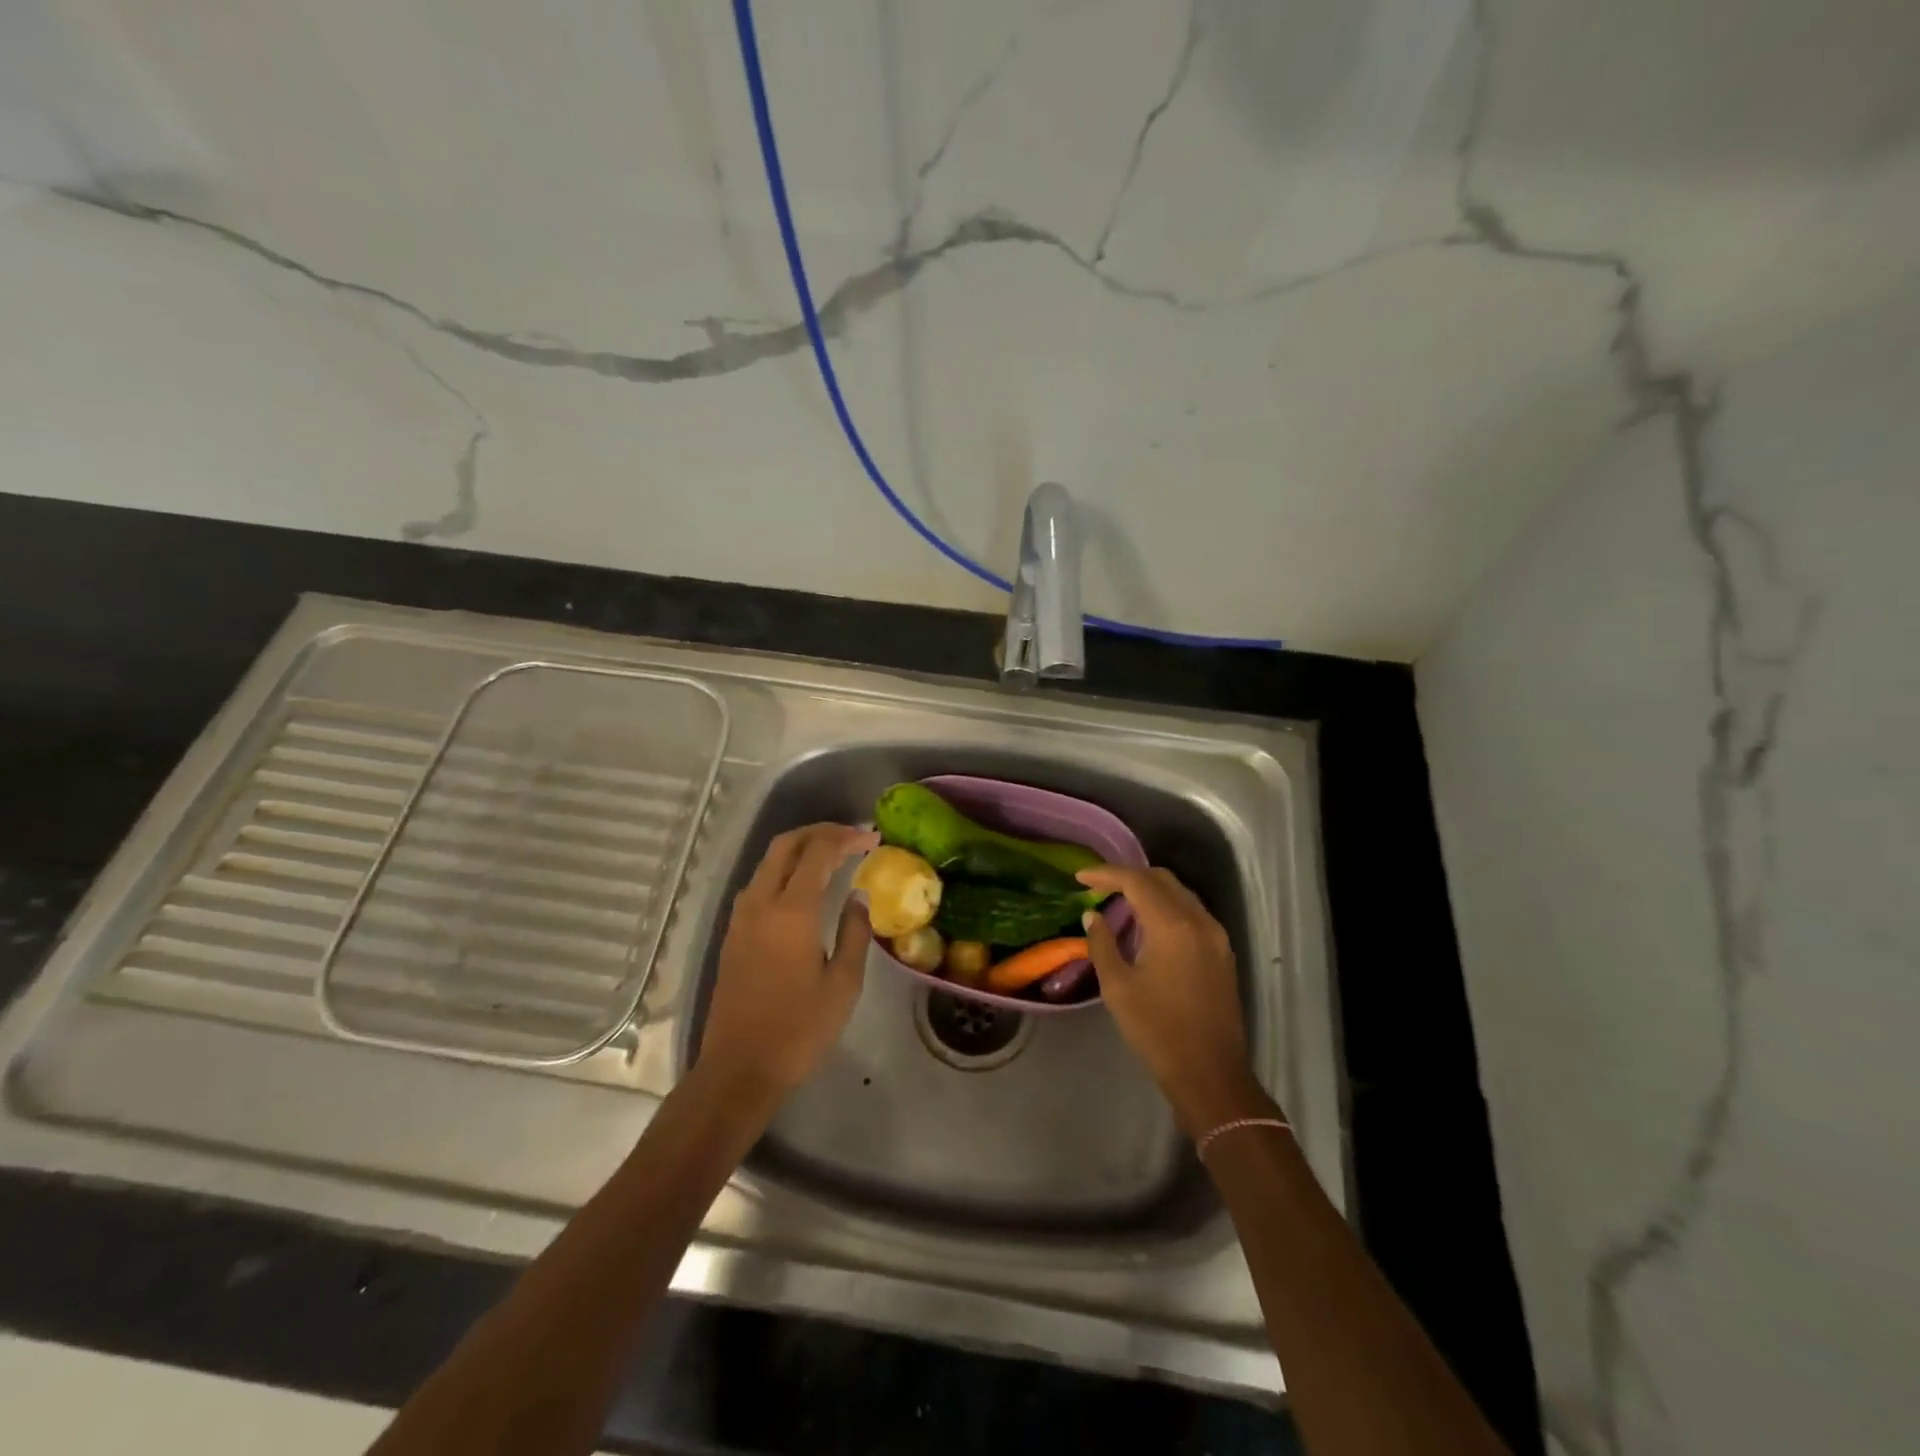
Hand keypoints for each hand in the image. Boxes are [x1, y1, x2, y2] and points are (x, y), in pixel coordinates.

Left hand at [699, 823, 878, 1099]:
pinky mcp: (733, 934)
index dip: (847, 838)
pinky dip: (784, 869)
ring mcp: (741, 917)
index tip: (873, 838)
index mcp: (792, 911)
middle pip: (786, 845)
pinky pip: (759, 883)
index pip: (819, 852)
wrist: (739, 1069)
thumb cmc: (799, 1030)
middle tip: (852, 837)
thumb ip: (854, 932)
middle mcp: (761, 903)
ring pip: (768, 862)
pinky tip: (804, 886)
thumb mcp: (843, 984)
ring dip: (800, 848)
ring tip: (833, 855)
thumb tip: (858, 895)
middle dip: (820, 832)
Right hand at [1078, 864, 1266, 1136]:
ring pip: (1180, 893)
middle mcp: (1199, 920)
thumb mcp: (1118, 987)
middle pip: (1162, 879)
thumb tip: (1093, 915)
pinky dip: (1167, 906)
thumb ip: (1102, 944)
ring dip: (1149, 889)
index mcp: (1173, 925)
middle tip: (1098, 885)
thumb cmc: (1158, 1031)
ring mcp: (1216, 936)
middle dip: (1128, 876)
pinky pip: (1192, 912)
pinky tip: (1148, 922)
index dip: (1106, 874)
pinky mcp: (1222, 952)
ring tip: (1119, 899)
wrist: (1210, 1074)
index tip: (1080, 876)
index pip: (1136, 881)